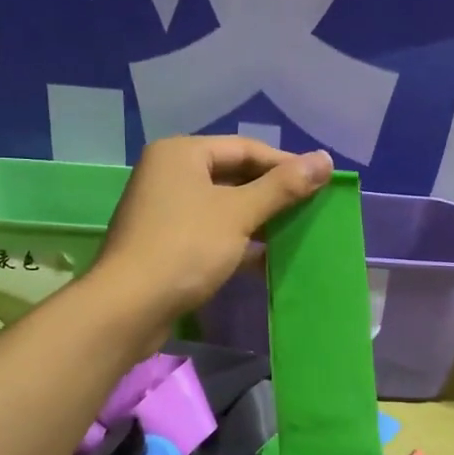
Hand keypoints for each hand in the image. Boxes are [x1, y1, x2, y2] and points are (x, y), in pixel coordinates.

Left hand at [90, 135, 331, 332]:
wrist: (129, 306)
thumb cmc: (185, 248)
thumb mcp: (239, 214)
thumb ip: (282, 186)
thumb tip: (324, 159)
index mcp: (181, 154)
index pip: (244, 148)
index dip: (284, 164)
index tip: (319, 183)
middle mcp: (168, 174)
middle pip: (232, 176)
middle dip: (271, 194)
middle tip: (310, 208)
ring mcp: (164, 211)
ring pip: (222, 208)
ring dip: (257, 221)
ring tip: (295, 233)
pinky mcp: (165, 244)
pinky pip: (210, 233)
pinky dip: (237, 243)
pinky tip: (266, 261)